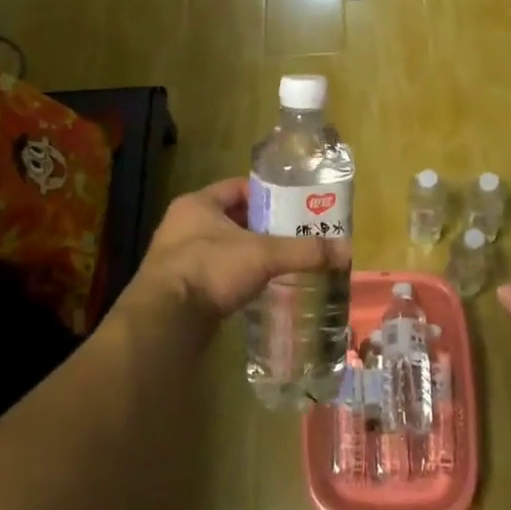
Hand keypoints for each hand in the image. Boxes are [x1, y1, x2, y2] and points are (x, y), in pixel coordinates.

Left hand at [134, 178, 342, 319]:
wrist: (165, 323)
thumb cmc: (210, 271)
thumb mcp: (264, 255)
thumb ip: (303, 250)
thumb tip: (345, 250)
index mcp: (198, 204)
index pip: (238, 187)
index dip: (268, 193)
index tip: (294, 205)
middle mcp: (183, 225)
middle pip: (232, 217)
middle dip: (262, 226)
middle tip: (294, 234)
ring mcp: (177, 257)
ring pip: (223, 247)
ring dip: (248, 253)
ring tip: (281, 261)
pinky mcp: (179, 287)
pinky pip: (214, 273)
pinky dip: (235, 276)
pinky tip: (257, 287)